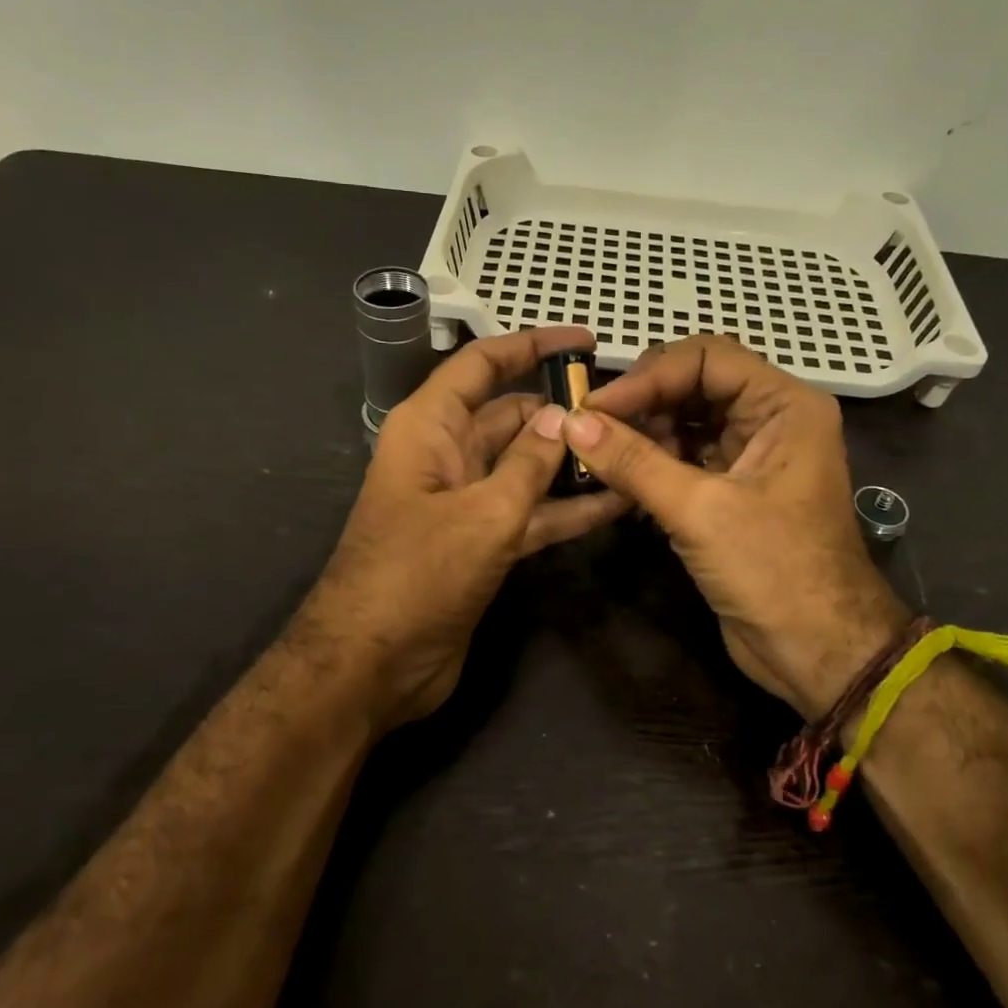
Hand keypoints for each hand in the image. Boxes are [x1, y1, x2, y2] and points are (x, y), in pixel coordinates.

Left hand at [305, 326, 628, 731]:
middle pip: (511, 416)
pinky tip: (616, 504)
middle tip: (629, 411)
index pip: (482, 366)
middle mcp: (447, 455)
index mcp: (429, 427)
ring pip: (526, 467)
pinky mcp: (482, 544)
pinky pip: (531, 513)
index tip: (584, 342)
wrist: (373, 665)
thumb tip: (564, 416)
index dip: (531, 346)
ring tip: (635, 452)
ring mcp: (465, 502)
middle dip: (563, 410)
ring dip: (572, 463)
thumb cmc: (418, 575)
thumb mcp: (483, 513)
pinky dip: (567, 509)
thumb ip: (529, 463)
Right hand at [565, 336, 908, 718]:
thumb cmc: (774, 571)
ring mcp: (750, 458)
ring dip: (642, 436)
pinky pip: (684, 460)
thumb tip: (570, 424)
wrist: (818, 653)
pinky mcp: (731, 493)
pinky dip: (651, 466)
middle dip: (642, 404)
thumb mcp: (700, 510)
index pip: (707, 358)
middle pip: (694, 386)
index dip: (649, 376)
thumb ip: (634, 462)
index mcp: (784, 406)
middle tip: (590, 429)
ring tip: (600, 458)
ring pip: (685, 424)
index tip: (595, 408)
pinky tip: (618, 483)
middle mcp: (770, 421)